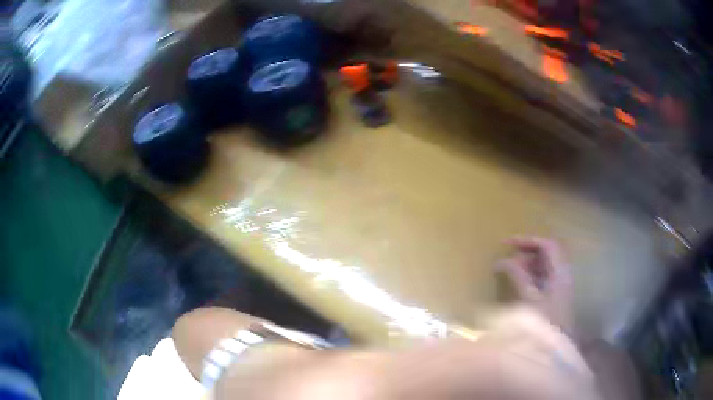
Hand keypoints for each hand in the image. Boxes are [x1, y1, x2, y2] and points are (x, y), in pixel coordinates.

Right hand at [498, 237, 573, 332]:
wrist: (554, 350)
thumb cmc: (544, 323)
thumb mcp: (529, 299)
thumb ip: (518, 276)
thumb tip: (502, 261)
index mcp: (561, 272)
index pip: (547, 245)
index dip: (528, 240)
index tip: (507, 244)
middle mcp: (563, 275)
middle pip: (547, 253)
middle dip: (527, 252)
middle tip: (508, 258)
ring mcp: (560, 286)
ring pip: (545, 266)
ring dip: (528, 265)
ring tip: (510, 271)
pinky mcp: (556, 296)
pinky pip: (544, 278)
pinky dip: (531, 276)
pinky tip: (519, 283)